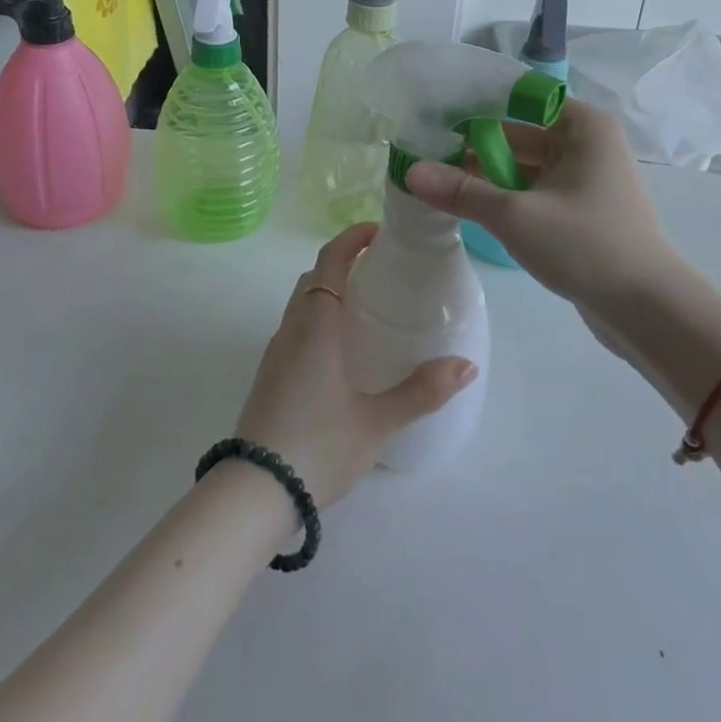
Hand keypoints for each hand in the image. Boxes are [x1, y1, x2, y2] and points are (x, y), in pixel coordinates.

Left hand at [235, 223, 477, 506]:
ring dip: (329, 288)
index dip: (352, 238)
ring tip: (366, 304)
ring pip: (301, 302)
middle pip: (314, 277)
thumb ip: (422, 391)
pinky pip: (296, 326)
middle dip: (343, 260)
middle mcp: (292, 329)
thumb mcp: (377, 422)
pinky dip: (318, 315)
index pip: (330, 261)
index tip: (379, 230)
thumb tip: (466, 365)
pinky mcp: (270, 374)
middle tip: (381, 267)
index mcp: (317, 325)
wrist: (254, 490)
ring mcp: (276, 352)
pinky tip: (341, 347)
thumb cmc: (319, 446)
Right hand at [404, 99, 681, 319]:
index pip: (519, 99)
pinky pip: (530, 191)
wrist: (648, 311)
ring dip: (484, 173)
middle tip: (422, 150)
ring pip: (521, 165)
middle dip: (472, 143)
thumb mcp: (516, 215)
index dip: (475, 105)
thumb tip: (409, 171)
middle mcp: (584, 143)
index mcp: (582, 126)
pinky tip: (464, 203)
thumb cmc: (587, 246)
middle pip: (517, 132)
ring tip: (433, 177)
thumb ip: (461, 191)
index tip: (432, 114)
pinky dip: (501, 195)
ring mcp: (582, 178)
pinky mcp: (577, 211)